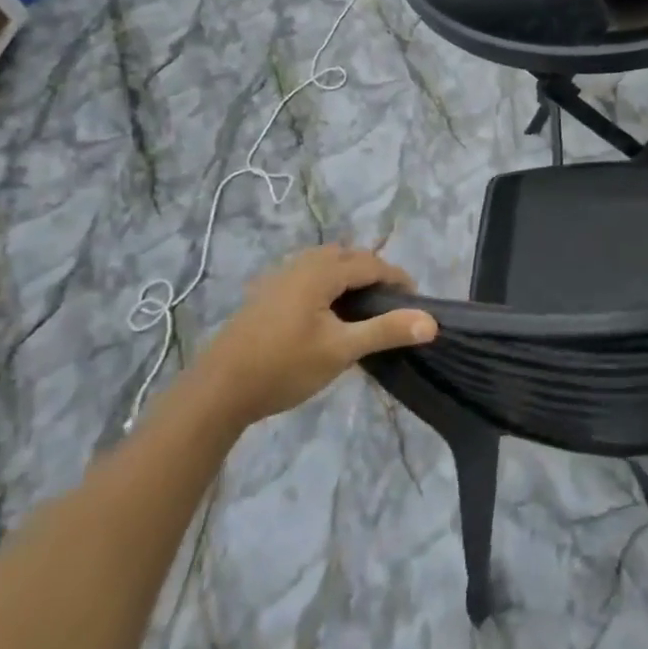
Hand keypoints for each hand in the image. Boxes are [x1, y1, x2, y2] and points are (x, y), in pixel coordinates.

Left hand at [197, 246, 434, 425]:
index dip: (397, 278)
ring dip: (349, 276)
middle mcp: (301, 265)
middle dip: (373, 272)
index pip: (371, 263)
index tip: (415, 301)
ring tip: (362, 306)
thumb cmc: (283, 367)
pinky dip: (327, 284)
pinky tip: (326, 314)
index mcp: (321, 272)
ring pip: (325, 264)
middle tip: (391, 302)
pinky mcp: (265, 296)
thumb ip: (386, 331)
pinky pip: (307, 275)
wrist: (216, 392)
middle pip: (348, 256)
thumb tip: (431, 321)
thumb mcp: (342, 350)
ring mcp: (279, 278)